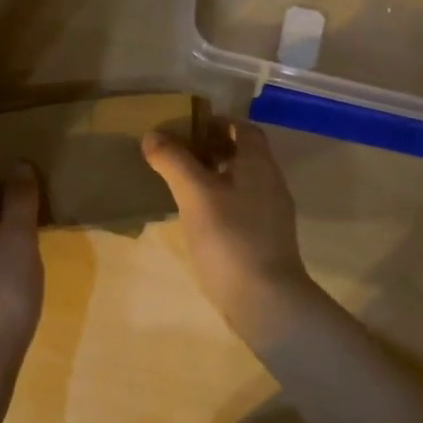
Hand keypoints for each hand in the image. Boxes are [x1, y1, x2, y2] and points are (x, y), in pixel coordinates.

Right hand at [142, 119, 322, 335]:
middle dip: (211, 148)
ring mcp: (270, 214)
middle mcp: (270, 183)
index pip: (243, 128)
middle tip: (176, 155)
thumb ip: (174, 161)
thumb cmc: (231, 238)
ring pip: (241, 182)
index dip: (217, 123)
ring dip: (214, 176)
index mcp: (259, 164)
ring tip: (180, 184)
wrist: (266, 300)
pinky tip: (196, 217)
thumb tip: (153, 135)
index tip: (186, 127)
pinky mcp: (264, 240)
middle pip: (243, 154)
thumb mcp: (195, 194)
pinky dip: (219, 202)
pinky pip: (240, 207)